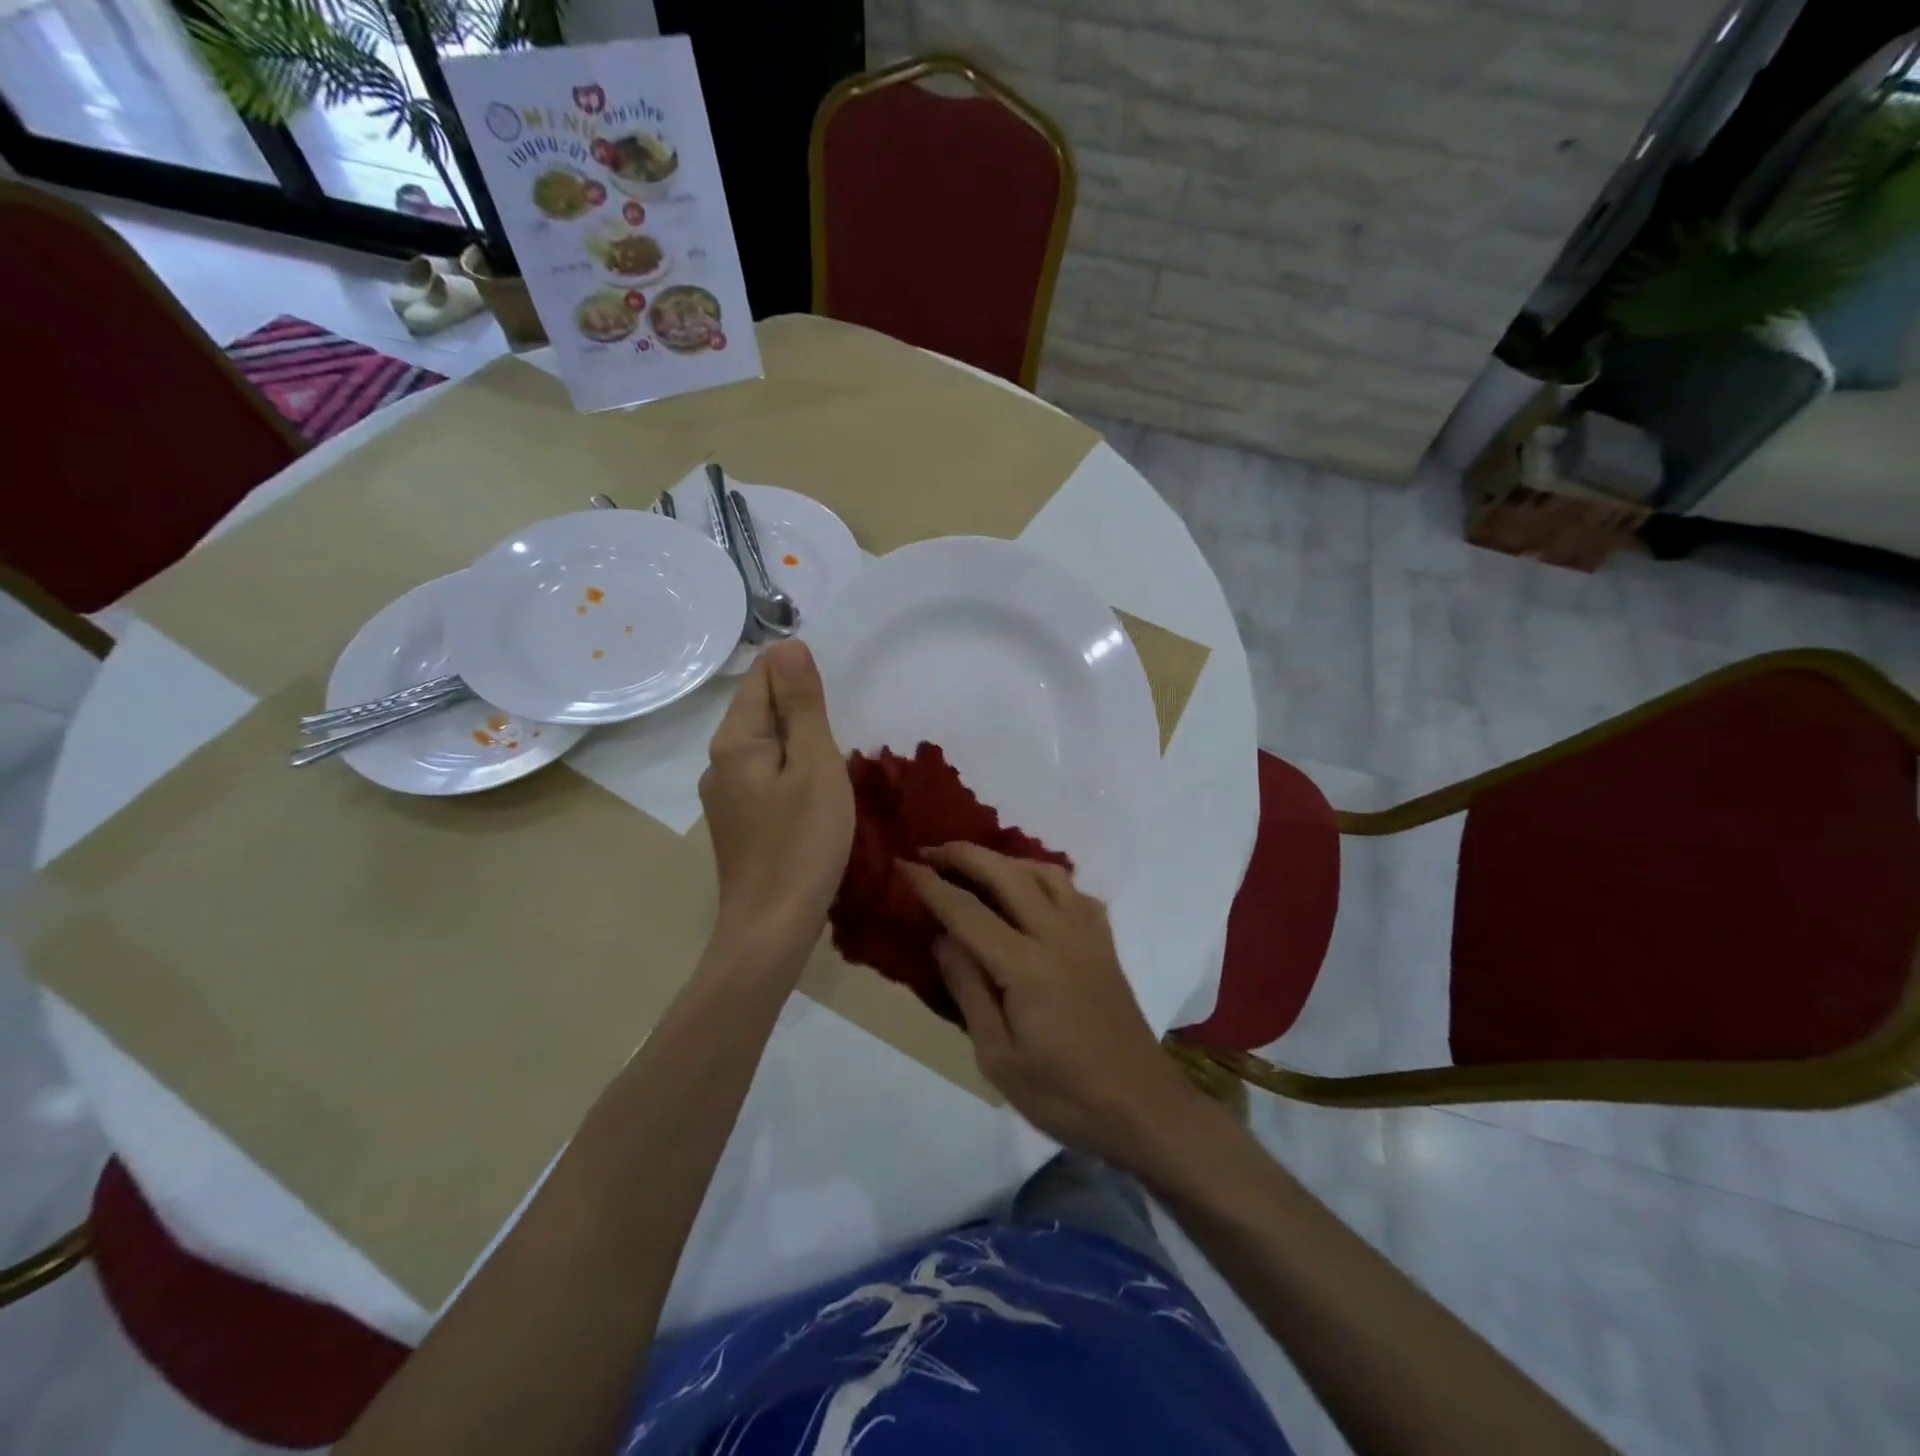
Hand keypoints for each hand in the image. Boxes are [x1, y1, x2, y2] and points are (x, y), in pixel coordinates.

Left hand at [699, 641, 852, 964]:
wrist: (773, 926)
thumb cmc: (802, 843)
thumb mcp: (814, 765)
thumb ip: (801, 706)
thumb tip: (788, 645)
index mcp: (734, 741)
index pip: (761, 676)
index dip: (798, 672)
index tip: (835, 693)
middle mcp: (719, 761)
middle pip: (760, 710)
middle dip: (800, 707)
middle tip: (843, 726)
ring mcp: (724, 794)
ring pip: (765, 746)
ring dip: (798, 741)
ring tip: (834, 758)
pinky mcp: (737, 820)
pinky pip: (765, 775)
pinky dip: (791, 771)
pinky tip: (814, 791)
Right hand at [900, 845, 1203, 1170]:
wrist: (1142, 1106)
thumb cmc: (1063, 1094)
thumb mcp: (998, 1057)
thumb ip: (969, 990)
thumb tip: (942, 939)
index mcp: (1026, 965)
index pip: (967, 911)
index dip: (931, 885)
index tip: (903, 865)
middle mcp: (1058, 934)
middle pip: (1006, 874)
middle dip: (963, 855)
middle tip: (930, 851)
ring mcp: (1087, 934)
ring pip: (1044, 872)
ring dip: (1005, 860)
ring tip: (977, 867)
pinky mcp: (1105, 943)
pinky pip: (1073, 891)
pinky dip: (1044, 879)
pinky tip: (1032, 893)